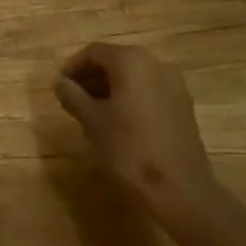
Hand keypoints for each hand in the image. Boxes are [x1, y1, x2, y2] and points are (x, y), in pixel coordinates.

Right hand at [53, 42, 217, 219]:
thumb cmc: (129, 149)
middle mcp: (156, 64)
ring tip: (94, 112)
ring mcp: (174, 86)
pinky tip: (120, 122)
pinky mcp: (184, 108)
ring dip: (111, 88)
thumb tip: (60, 83)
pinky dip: (131, 98)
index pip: (93, 52)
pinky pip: (150, 91)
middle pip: (115, 61)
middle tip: (74, 98)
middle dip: (92, 77)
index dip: (73, 67)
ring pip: (134, 77)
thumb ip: (72, 95)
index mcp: (131, 61)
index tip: (60, 87)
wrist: (181, 192)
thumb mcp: (91, 121)